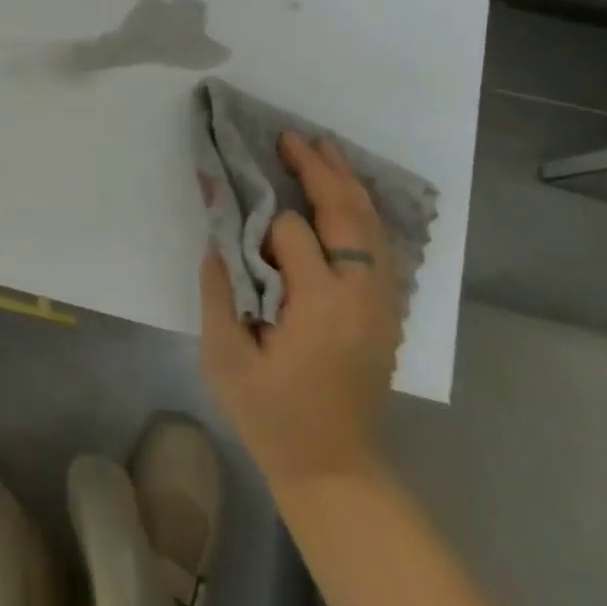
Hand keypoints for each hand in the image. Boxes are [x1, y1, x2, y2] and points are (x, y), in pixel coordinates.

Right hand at [200, 133, 401, 492]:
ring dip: (346, 181)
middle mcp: (362, 294)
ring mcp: (383, 302)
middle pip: (345, 213)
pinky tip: (349, 192)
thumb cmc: (272, 415)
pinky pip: (382, 244)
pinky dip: (364, 210)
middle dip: (317, 170)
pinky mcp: (388, 311)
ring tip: (323, 148)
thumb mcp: (225, 358)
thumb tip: (218, 237)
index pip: (291, 233)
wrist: (334, 468)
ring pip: (372, 224)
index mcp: (321, 304)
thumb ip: (219, 290)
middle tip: (289, 137)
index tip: (242, 227)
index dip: (263, 223)